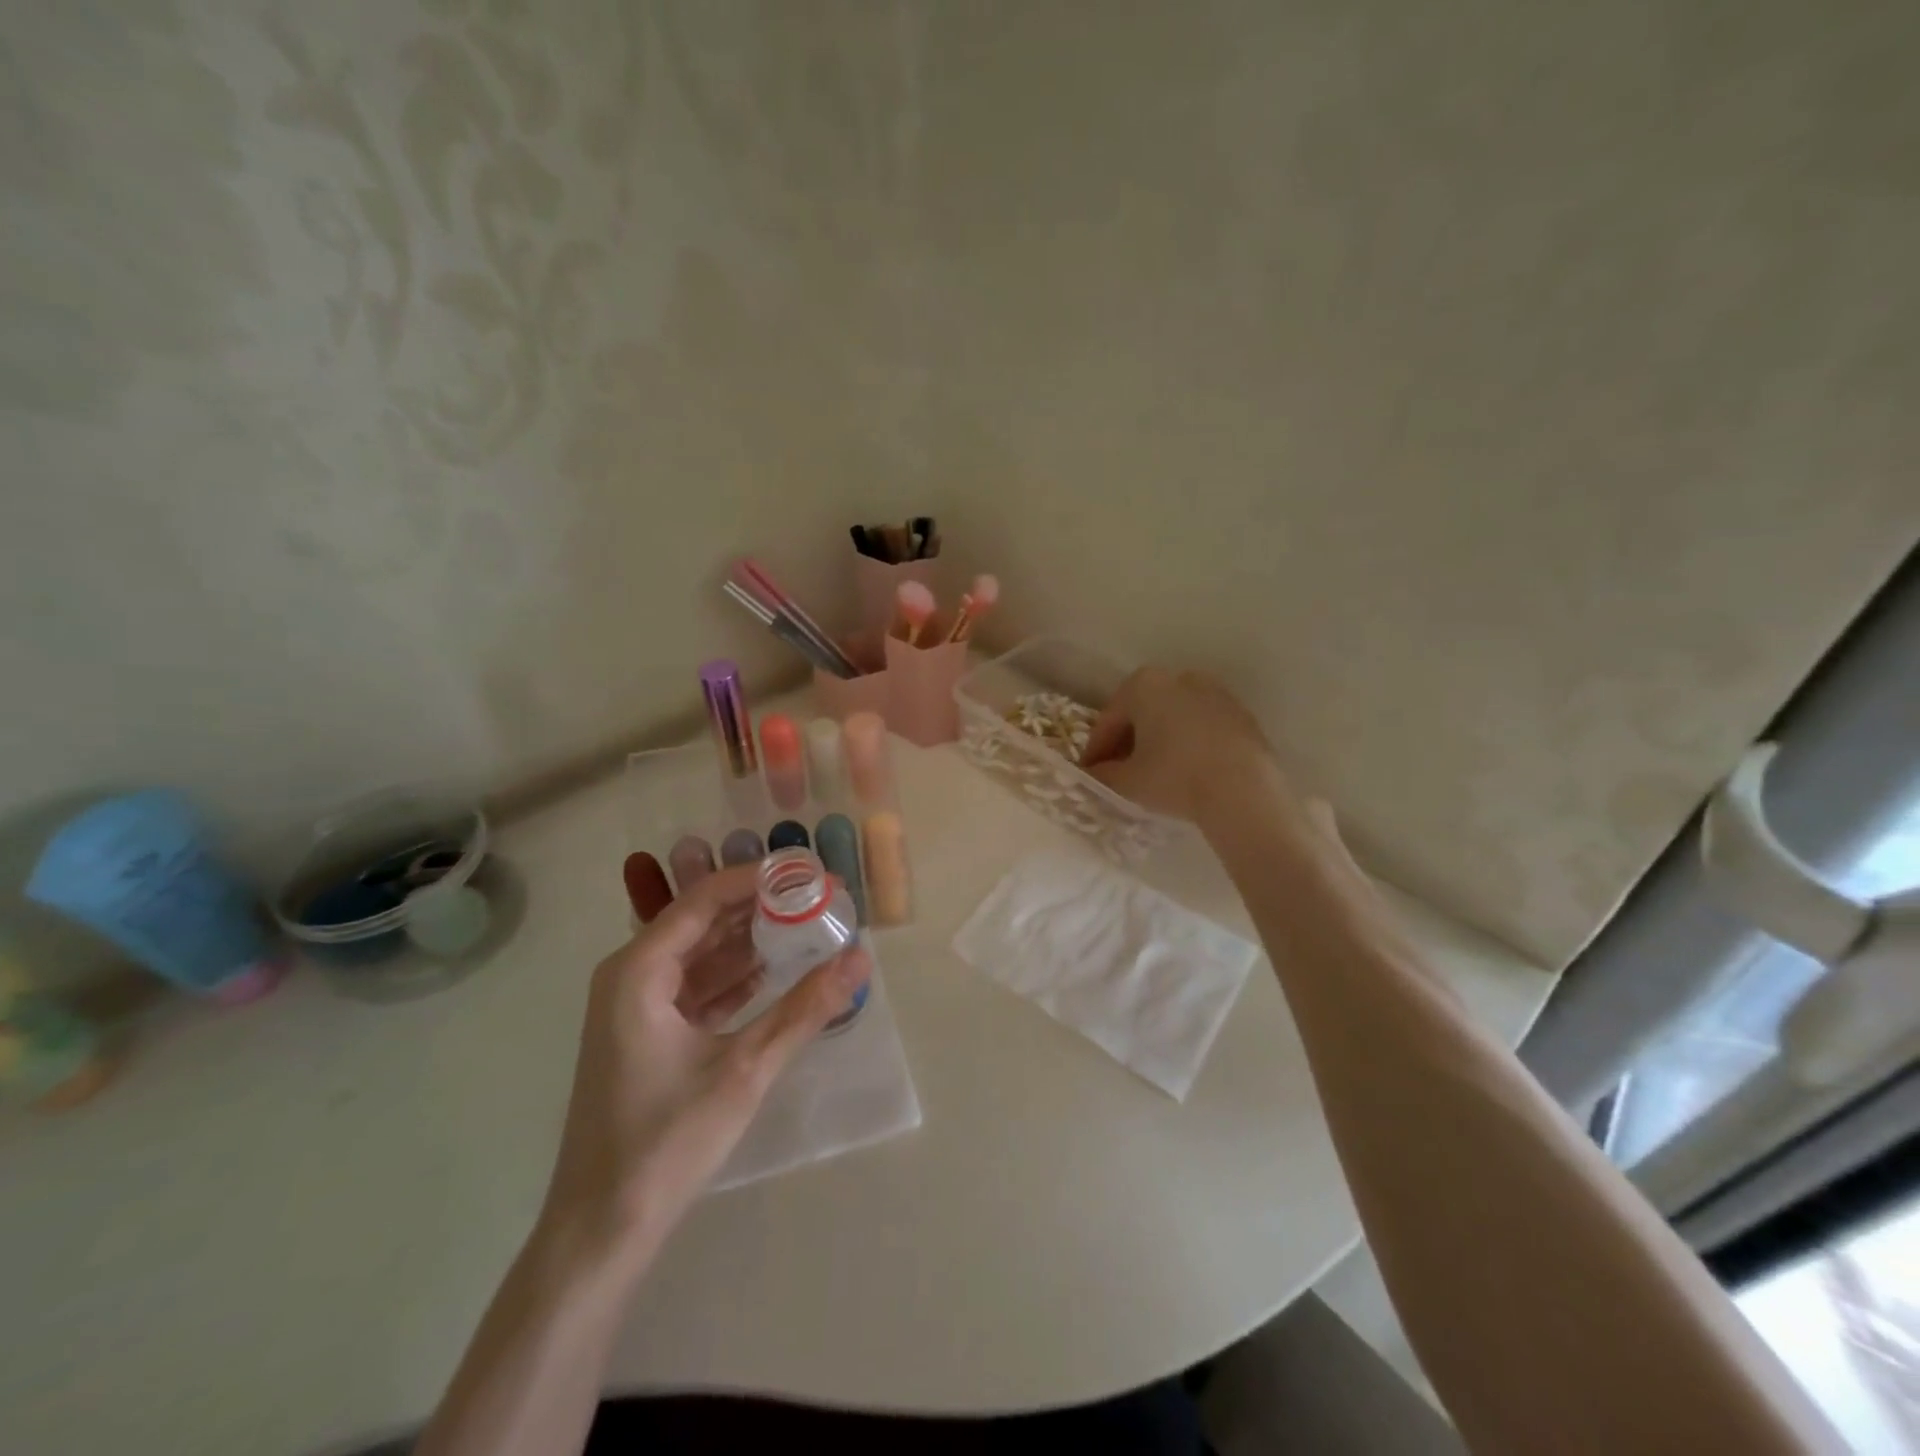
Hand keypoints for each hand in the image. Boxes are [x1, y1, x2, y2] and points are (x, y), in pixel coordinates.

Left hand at [534, 863, 867, 1279]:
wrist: (601, 1231)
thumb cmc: (665, 1142)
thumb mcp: (745, 1069)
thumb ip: (805, 1009)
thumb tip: (861, 958)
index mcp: (639, 970)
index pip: (706, 898)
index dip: (760, 880)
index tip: (812, 876)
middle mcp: (633, 975)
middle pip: (704, 920)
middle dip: (762, 908)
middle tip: (822, 901)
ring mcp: (638, 1005)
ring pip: (703, 953)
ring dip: (753, 941)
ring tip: (811, 927)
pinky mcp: (650, 1033)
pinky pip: (699, 986)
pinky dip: (738, 976)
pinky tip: (780, 970)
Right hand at [1082, 667, 1285, 824]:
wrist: (1243, 790)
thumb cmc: (1174, 777)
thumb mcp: (1126, 781)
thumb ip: (1102, 774)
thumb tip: (1093, 774)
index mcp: (1143, 684)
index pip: (1109, 719)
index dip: (1096, 749)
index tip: (1090, 772)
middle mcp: (1179, 677)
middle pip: (1142, 712)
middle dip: (1127, 741)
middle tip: (1118, 772)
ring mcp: (1214, 692)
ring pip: (1173, 717)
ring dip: (1159, 740)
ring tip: (1153, 773)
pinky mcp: (1241, 714)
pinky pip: (1201, 726)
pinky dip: (1188, 743)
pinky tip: (1186, 770)